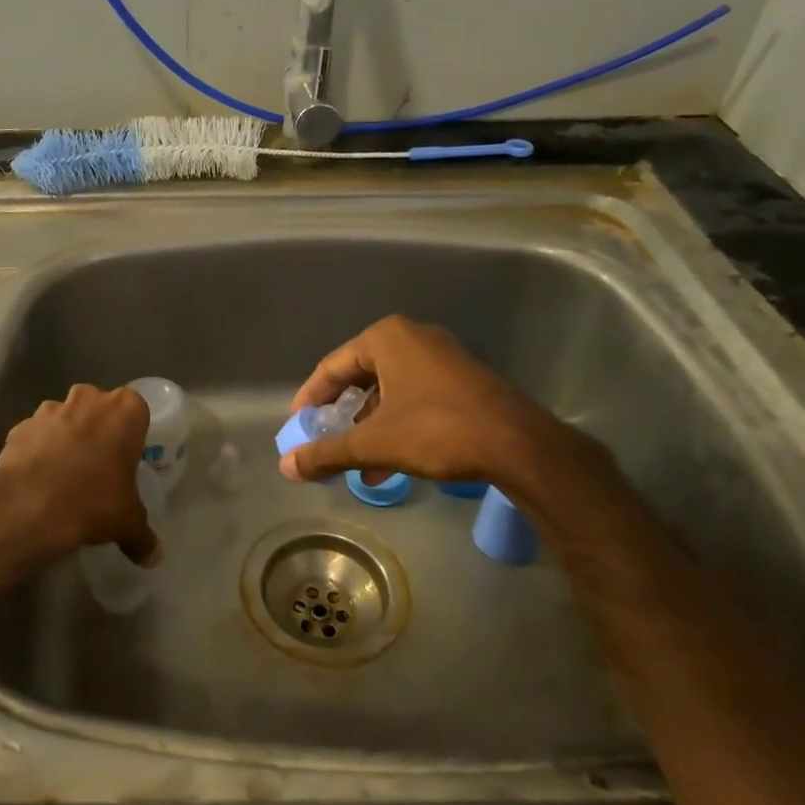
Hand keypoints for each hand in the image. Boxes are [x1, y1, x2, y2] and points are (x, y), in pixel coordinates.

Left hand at [0, 384, 160, 567]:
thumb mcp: (128, 523)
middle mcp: (87, 399)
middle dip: (97, 429)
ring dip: (65, 438)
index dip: (131, 432)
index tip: (126, 457)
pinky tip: (38, 481)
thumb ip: (143, 537)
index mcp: (124, 411)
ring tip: (65, 475)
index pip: (136, 409)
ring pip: (63, 418)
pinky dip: (37, 451)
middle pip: (97, 408)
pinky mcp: (19, 427)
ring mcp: (49, 410)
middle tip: (99, 465)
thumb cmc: (94, 502)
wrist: (29, 508)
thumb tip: (153, 557)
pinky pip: (35, 436)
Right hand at [279, 315, 598, 490]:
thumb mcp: (374, 443)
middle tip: (324, 440)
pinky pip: (413, 397)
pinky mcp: (461, 379)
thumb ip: (327, 452)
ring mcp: (441, 357)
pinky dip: (395, 425)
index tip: (297, 425)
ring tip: (355, 462)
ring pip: (388, 392)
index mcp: (387, 338)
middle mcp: (413, 338)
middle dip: (341, 415)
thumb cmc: (437, 430)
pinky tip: (387, 463)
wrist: (518, 444)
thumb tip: (286, 467)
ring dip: (367, 427)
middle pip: (360, 378)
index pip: (332, 367)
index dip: (310, 398)